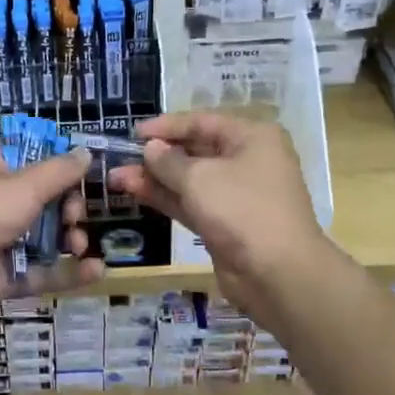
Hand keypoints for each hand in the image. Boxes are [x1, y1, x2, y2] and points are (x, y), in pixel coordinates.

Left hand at [0, 144, 105, 327]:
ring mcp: (1, 241)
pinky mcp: (6, 276)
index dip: (60, 165)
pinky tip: (96, 270)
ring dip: (69, 239)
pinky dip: (68, 273)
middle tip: (74, 215)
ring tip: (77, 243)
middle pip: (44, 201)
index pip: (32, 158)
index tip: (86, 173)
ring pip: (46, 238)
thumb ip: (60, 172)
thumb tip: (87, 152)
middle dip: (68, 207)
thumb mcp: (24, 184)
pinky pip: (43, 272)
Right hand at [108, 112, 330, 321]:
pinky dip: (165, 198)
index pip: (202, 122)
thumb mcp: (199, 178)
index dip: (166, 126)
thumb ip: (168, 161)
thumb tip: (150, 148)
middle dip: (156, 155)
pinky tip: (135, 192)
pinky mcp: (225, 223)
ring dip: (154, 178)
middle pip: (195, 150)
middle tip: (119, 158)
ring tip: (116, 178)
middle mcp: (247, 160)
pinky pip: (191, 203)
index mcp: (252, 137)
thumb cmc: (241, 209)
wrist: (277, 273)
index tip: (133, 133)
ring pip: (189, 180)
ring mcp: (236, 195)